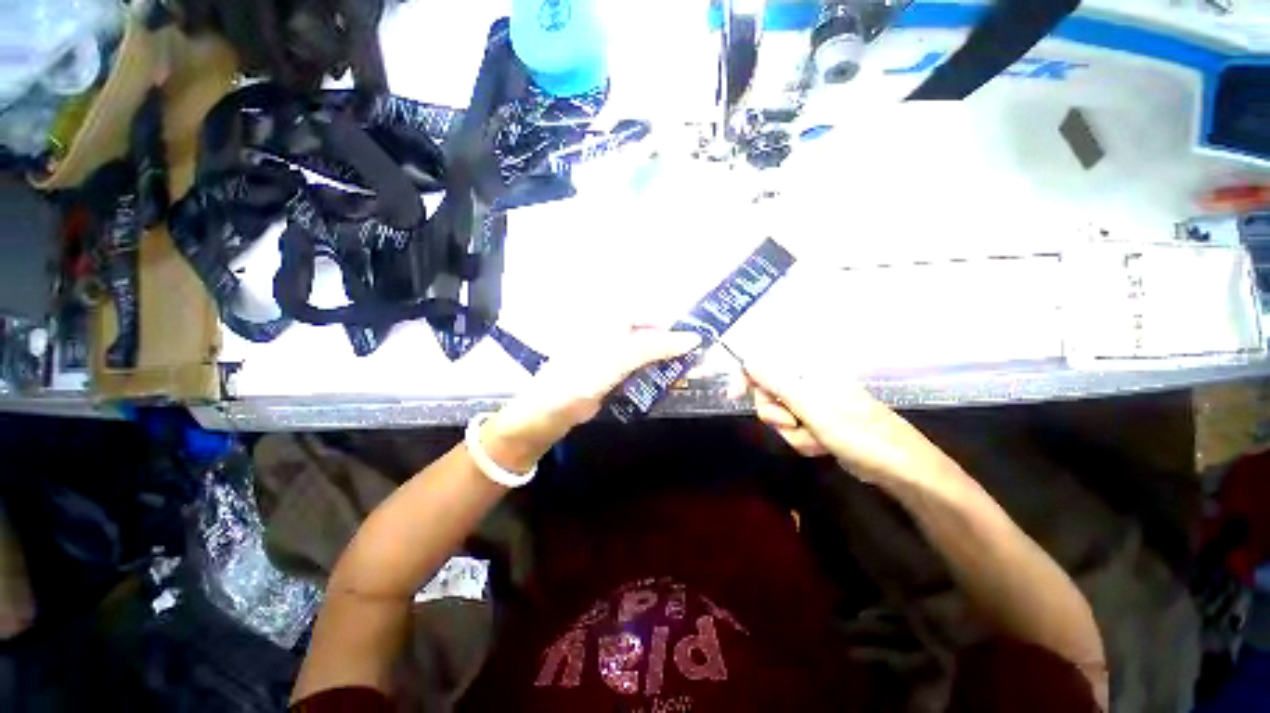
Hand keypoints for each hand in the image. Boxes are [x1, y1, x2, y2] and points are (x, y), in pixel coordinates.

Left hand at [483, 329, 701, 468]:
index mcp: (607, 319)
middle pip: (648, 333)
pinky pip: (638, 371)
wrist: (547, 414)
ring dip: (667, 361)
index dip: (672, 323)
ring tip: (692, 371)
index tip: (698, 338)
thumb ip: (656, 345)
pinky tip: (670, 384)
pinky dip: (654, 375)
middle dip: (673, 343)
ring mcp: (608, 356)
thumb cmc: (579, 377)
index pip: (648, 313)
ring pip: (646, 353)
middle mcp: (608, 333)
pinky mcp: (608, 378)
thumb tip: (694, 338)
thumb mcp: (620, 357)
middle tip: (700, 357)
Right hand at [737, 355, 946, 482]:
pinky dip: (807, 443)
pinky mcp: (823, 426)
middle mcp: (812, 383)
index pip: (768, 364)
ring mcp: (818, 406)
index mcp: (810, 370)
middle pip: (771, 397)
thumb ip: (777, 383)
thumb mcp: (812, 407)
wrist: (891, 460)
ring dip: (796, 435)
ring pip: (784, 420)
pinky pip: (799, 433)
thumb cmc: (855, 429)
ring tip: (818, 440)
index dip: (748, 377)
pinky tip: (823, 448)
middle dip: (779, 416)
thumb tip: (747, 357)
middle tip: (794, 424)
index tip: (733, 395)